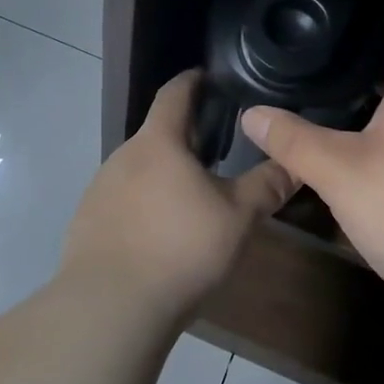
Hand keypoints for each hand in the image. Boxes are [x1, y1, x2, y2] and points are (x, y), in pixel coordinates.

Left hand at [61, 70, 296, 319]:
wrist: (110, 306)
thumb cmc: (180, 248)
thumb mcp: (237, 217)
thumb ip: (267, 185)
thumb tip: (297, 162)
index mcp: (158, 142)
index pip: (174, 93)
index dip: (193, 80)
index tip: (210, 78)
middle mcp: (122, 156)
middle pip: (157, 133)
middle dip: (185, 137)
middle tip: (218, 150)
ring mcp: (99, 189)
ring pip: (139, 169)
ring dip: (164, 173)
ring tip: (192, 195)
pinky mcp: (87, 222)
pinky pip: (122, 200)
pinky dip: (144, 204)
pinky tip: (160, 233)